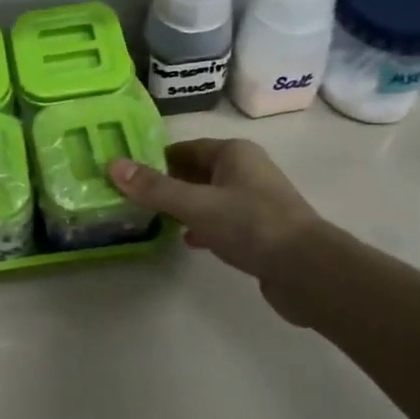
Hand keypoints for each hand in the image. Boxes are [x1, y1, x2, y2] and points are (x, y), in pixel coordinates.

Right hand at [108, 139, 325, 321]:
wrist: (307, 270)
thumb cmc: (251, 225)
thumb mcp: (196, 204)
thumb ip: (154, 188)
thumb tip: (112, 165)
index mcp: (234, 153)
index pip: (184, 148)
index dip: (154, 160)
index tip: (126, 175)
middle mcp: (246, 170)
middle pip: (195, 171)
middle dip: (166, 184)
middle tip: (131, 199)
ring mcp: (255, 201)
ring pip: (208, 197)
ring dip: (183, 206)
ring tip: (151, 219)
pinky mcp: (260, 230)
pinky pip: (222, 221)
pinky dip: (202, 226)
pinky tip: (187, 240)